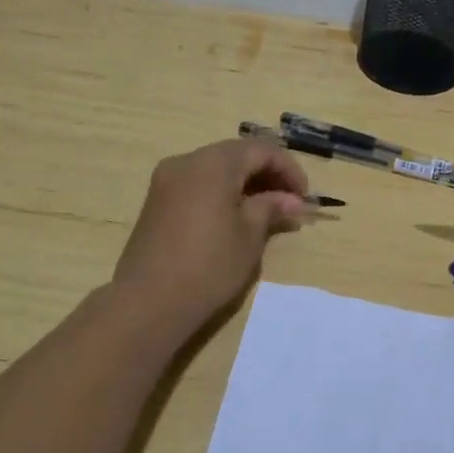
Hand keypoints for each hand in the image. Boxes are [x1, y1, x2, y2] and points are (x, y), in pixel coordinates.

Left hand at [113, 138, 311, 328]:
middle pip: (236, 155)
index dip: (288, 169)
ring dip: (245, 183)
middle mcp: (187, 161)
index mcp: (213, 163)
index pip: (261, 150)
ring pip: (216, 168)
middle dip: (267, 174)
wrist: (148, 302)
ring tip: (266, 212)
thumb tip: (292, 200)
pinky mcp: (157, 201)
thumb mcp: (250, 235)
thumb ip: (272, 207)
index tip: (304, 197)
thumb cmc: (209, 265)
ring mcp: (167, 180)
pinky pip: (198, 184)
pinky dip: (222, 192)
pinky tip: (235, 217)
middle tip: (289, 203)